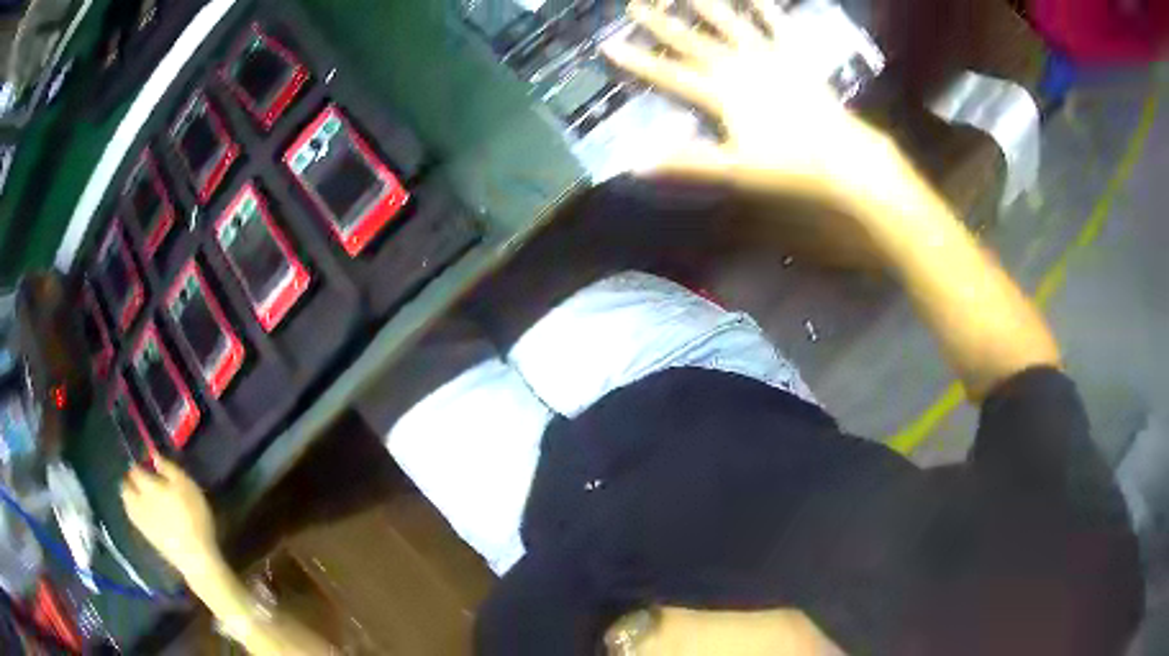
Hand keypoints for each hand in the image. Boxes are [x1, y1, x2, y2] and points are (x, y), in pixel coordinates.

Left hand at [121, 458, 219, 579]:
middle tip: (138, 479)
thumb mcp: (187, 486)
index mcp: (147, 486)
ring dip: (129, 496)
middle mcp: (138, 501)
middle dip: (128, 480)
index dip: (139, 464)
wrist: (196, 557)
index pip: (135, 469)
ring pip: (127, 503)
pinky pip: (134, 518)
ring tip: (137, 495)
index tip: (145, 462)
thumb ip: (169, 468)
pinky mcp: (147, 537)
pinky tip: (143, 514)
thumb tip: (154, 455)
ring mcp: (141, 521)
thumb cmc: (193, 516)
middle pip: (125, 487)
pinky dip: (134, 512)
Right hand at [602, 0, 900, 199]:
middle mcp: (739, 66)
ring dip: (705, 5)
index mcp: (722, 93)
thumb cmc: (789, 166)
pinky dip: (763, 7)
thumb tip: (636, 163)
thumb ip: (687, 162)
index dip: (638, 61)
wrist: (841, 155)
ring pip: (729, 24)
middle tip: (635, 5)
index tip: (609, 45)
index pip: (670, 74)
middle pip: (692, 41)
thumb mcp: (735, 170)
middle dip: (660, 23)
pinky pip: (775, 24)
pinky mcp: (794, 53)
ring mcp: (768, 56)